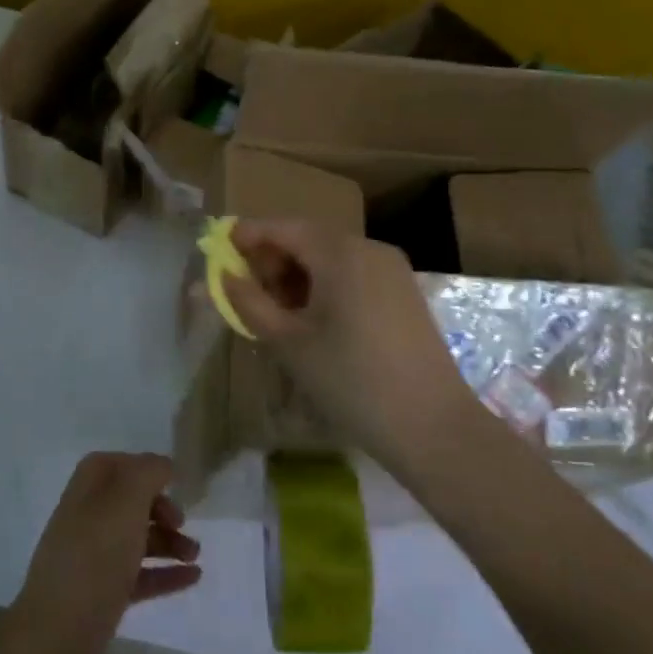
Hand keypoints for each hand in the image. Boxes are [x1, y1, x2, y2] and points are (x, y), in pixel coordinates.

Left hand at [9, 452, 200, 653]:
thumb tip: (161, 464)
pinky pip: (138, 576)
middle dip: (160, 508)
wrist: (59, 637)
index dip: (142, 468)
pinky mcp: (100, 597)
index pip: (112, 464)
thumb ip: (146, 474)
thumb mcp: (125, 503)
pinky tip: (192, 578)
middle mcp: (84, 520)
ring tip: (195, 555)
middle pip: (127, 503)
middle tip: (182, 522)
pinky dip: (164, 573)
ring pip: (134, 540)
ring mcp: (91, 561)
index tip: (172, 482)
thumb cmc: (94, 558)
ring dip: (168, 542)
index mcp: (84, 491)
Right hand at [218, 220, 474, 463]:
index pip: (284, 228)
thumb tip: (222, 277)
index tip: (220, 248)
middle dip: (273, 259)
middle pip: (309, 239)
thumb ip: (248, 302)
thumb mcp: (288, 342)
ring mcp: (392, 270)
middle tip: (247, 291)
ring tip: (277, 312)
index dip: (249, 235)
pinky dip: (326, 286)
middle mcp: (369, 249)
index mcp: (340, 253)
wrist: (432, 426)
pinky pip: (354, 275)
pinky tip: (313, 321)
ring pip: (332, 258)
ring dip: (298, 275)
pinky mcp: (404, 293)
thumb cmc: (351, 380)